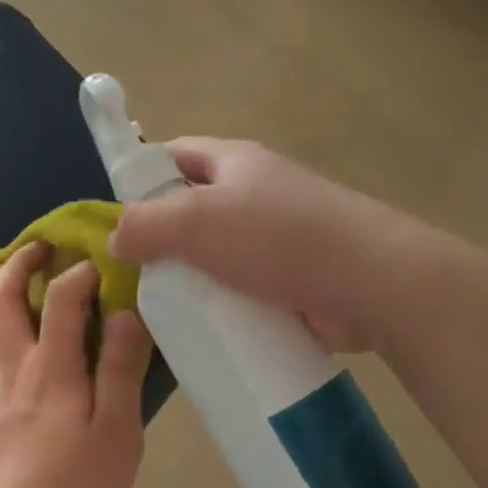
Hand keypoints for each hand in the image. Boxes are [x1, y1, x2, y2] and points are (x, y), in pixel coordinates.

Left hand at [0, 241, 150, 487]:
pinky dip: (25, 327)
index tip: (103, 263)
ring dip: (18, 292)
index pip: (59, 299)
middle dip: (19, 264)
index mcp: (52, 369)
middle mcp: (21, 369)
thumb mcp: (116, 429)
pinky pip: (12, 352)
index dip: (80, 272)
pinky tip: (53, 342)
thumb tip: (124, 314)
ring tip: (47, 281)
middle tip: (43, 245)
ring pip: (2, 326)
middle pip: (2, 300)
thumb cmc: (78, 484)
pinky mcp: (6, 411)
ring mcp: (7, 390)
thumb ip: (118, 368)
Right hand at [110, 138, 409, 351]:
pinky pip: (243, 290)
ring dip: (192, 280)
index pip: (174, 156)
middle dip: (163, 240)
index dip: (141, 177)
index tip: (117, 218)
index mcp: (234, 163)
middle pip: (194, 209)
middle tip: (133, 276)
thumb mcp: (197, 221)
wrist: (371, 282)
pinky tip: (201, 331)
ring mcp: (278, 238)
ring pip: (217, 255)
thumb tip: (116, 238)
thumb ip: (146, 225)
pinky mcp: (293, 280)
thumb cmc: (279, 237)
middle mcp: (256, 193)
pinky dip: (223, 307)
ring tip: (161, 311)